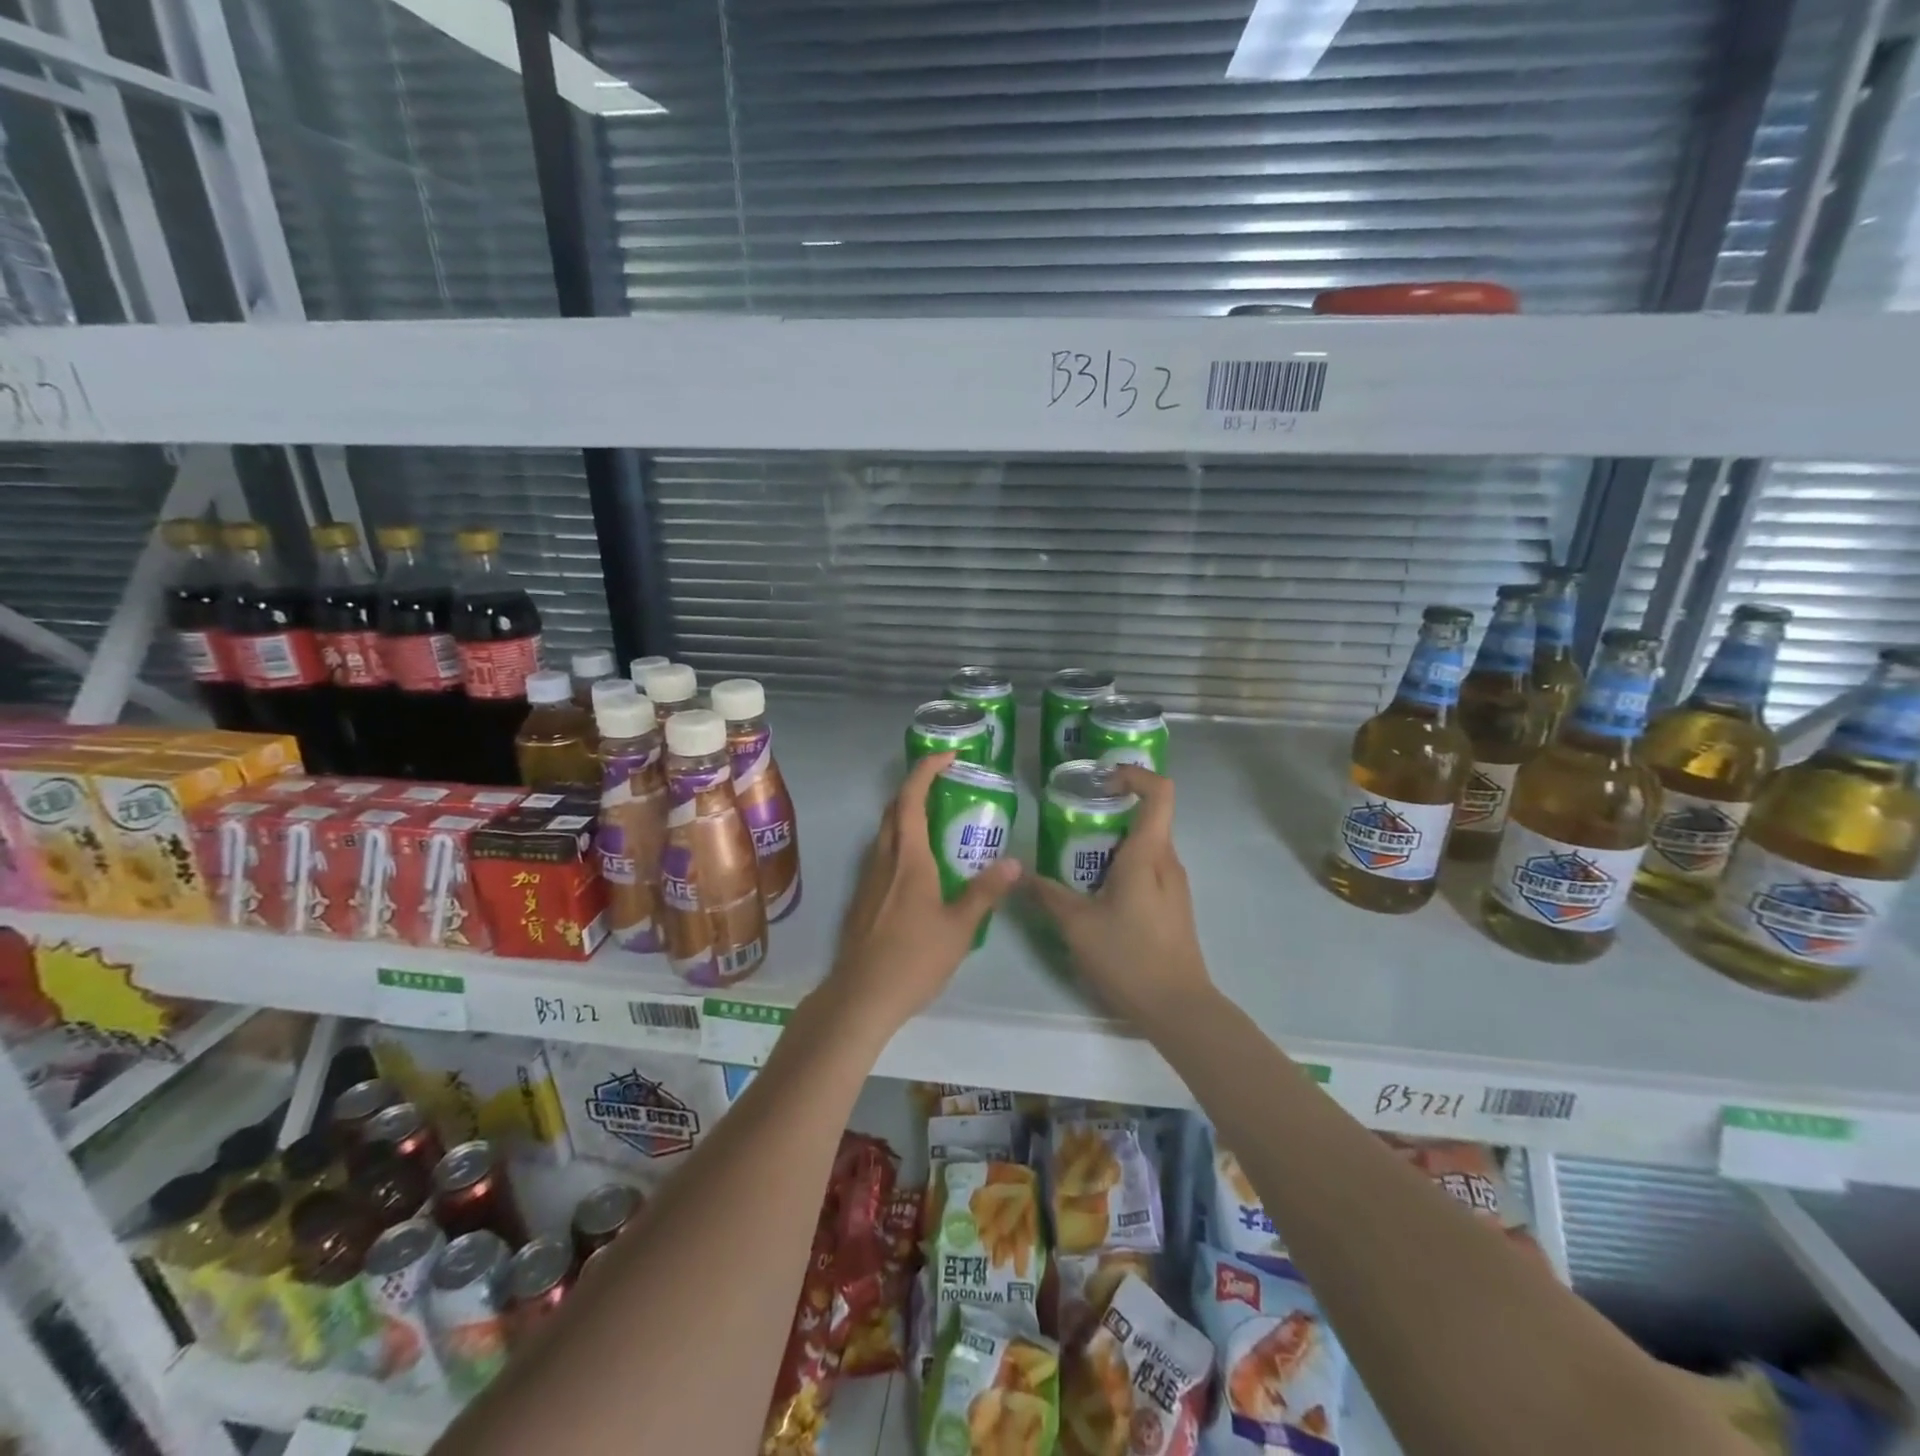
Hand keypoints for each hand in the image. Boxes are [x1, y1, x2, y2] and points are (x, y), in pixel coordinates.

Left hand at [823, 751, 1021, 1035]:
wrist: (861, 995)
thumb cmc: (914, 958)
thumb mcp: (960, 927)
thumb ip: (985, 892)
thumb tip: (1015, 862)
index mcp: (908, 858)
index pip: (911, 798)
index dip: (926, 770)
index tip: (948, 756)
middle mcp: (884, 859)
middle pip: (893, 809)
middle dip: (915, 788)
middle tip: (945, 785)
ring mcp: (868, 878)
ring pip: (884, 832)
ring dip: (906, 815)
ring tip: (938, 822)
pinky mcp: (862, 897)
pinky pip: (881, 854)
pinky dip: (900, 842)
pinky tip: (920, 867)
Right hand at [1028, 766, 1212, 1023]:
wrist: (1178, 1008)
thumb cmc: (1129, 957)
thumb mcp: (1077, 924)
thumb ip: (1048, 894)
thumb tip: (1020, 874)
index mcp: (1148, 854)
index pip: (1159, 792)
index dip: (1134, 775)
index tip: (1102, 780)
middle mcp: (1167, 861)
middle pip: (1147, 816)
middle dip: (1111, 810)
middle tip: (1073, 819)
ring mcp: (1174, 884)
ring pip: (1146, 845)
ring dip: (1114, 841)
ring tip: (1076, 856)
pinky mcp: (1173, 905)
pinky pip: (1149, 868)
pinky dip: (1123, 865)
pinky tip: (1096, 891)